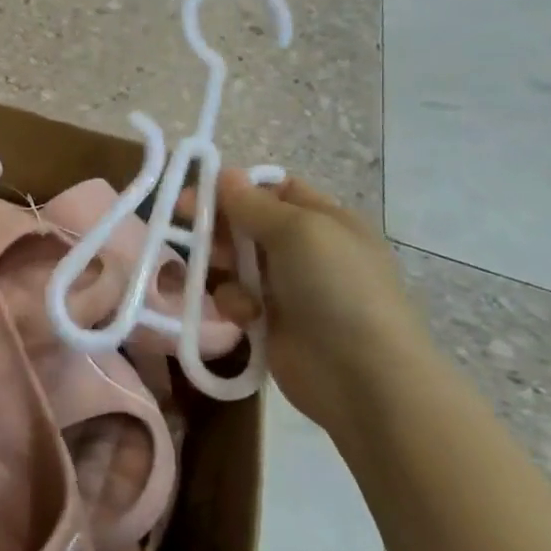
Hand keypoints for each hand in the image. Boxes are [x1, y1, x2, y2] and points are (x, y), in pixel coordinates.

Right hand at [204, 172, 432, 436]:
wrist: (363, 376)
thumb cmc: (337, 288)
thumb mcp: (298, 231)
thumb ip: (253, 204)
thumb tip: (225, 174)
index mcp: (325, 220)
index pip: (275, 190)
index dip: (237, 187)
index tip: (198, 190)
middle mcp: (307, 250)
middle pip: (248, 225)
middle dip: (219, 226)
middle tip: (187, 229)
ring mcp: (289, 289)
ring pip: (236, 262)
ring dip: (221, 266)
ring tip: (216, 274)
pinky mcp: (270, 324)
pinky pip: (237, 299)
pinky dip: (233, 303)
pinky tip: (244, 315)